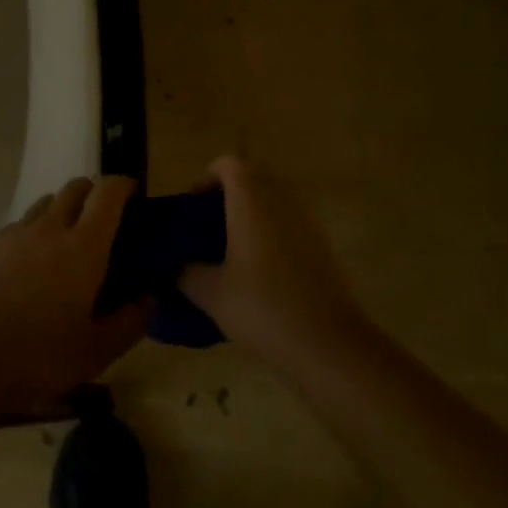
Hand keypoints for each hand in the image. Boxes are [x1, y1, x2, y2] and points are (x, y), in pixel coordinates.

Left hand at [0, 176, 151, 413]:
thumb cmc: (39, 355)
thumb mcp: (97, 351)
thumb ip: (130, 321)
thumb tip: (150, 298)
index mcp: (83, 246)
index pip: (108, 192)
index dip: (124, 185)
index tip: (134, 195)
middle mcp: (52, 227)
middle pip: (77, 187)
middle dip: (95, 193)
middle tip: (104, 221)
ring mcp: (18, 232)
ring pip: (47, 201)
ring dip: (64, 209)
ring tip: (67, 242)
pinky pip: (22, 223)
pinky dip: (36, 230)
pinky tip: (33, 264)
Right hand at [179, 155, 364, 361]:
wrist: (328, 345)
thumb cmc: (263, 308)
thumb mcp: (212, 294)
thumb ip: (188, 273)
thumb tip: (179, 267)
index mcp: (251, 200)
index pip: (229, 162)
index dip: (208, 177)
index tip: (194, 207)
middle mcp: (281, 200)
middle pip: (253, 176)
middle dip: (229, 194)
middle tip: (209, 227)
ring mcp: (306, 222)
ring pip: (273, 200)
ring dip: (252, 214)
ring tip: (232, 252)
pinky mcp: (322, 246)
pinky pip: (290, 224)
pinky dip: (272, 234)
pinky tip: (260, 273)